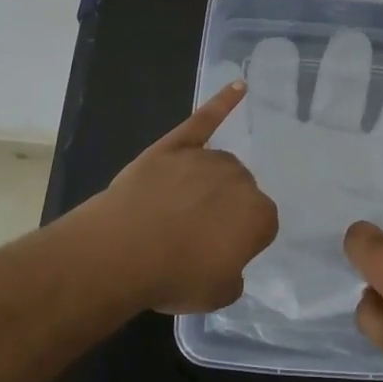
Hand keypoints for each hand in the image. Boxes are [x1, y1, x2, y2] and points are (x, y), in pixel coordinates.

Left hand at [91, 81, 278, 312]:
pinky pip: (204, 120)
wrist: (121, 251)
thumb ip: (234, 274)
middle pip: (240, 191)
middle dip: (225, 209)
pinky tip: (239, 87)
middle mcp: (240, 179)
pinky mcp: (176, 145)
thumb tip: (228, 259)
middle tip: (195, 236)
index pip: (261, 225)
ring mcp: (206, 158)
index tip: (217, 253)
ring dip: (210, 183)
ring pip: (219, 166)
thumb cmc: (173, 276)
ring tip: (181, 209)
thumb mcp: (217, 294)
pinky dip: (223, 103)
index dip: (239, 241)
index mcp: (258, 216)